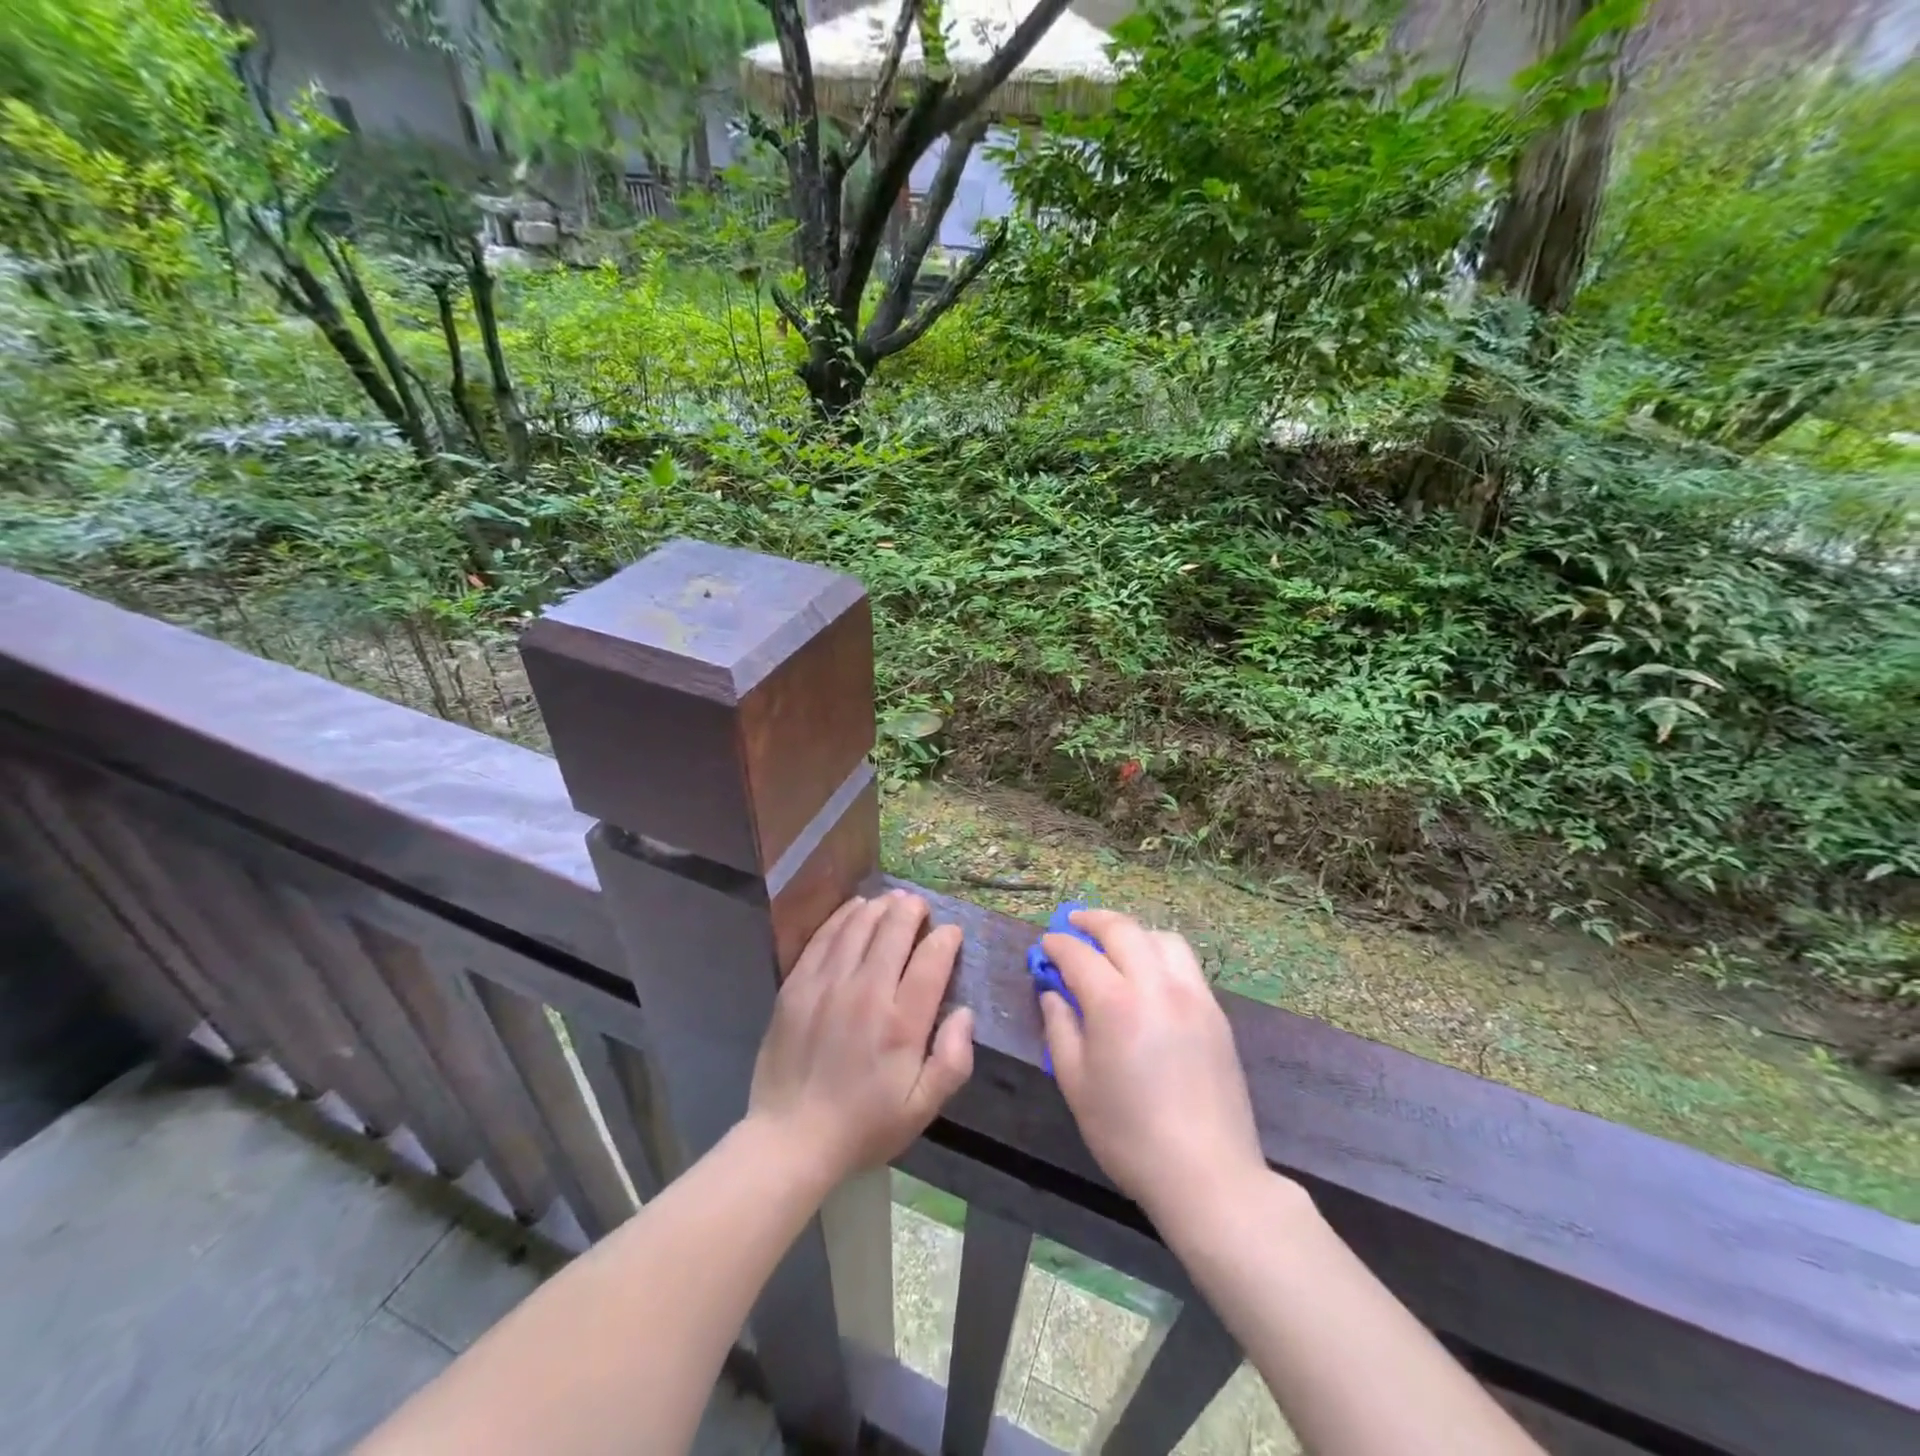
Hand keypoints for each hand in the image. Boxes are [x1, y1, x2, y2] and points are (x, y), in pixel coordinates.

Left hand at [749, 891, 974, 1181]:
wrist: (790, 1139)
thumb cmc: (864, 1126)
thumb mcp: (922, 1109)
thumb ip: (953, 1060)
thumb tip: (964, 1013)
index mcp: (901, 1023)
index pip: (932, 959)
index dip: (946, 938)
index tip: (951, 934)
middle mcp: (866, 992)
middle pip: (894, 929)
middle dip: (913, 910)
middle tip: (920, 907)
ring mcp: (827, 984)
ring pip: (859, 925)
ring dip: (880, 907)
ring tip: (893, 901)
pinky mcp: (797, 984)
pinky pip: (824, 936)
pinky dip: (844, 916)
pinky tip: (855, 909)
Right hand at [1039, 910, 1267, 1230]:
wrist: (1208, 1174)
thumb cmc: (1129, 1135)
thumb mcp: (1076, 1085)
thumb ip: (1060, 1029)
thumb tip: (1053, 993)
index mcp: (1115, 1004)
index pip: (1079, 955)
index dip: (1057, 945)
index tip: (1045, 945)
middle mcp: (1157, 986)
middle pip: (1123, 930)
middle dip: (1093, 920)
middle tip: (1074, 924)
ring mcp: (1193, 996)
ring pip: (1162, 938)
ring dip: (1132, 932)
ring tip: (1115, 945)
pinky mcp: (1216, 1012)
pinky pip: (1185, 964)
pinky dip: (1159, 953)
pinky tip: (1148, 976)